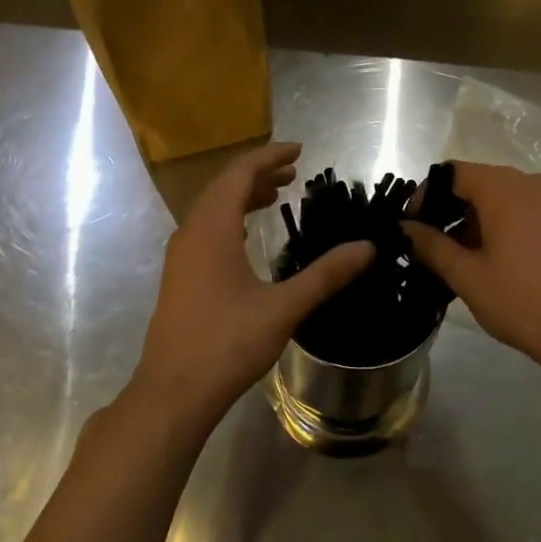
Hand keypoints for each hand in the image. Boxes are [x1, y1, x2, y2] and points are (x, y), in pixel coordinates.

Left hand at [129, 143, 372, 434]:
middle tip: (294, 172)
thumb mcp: (283, 308)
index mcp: (212, 229)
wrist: (173, 392)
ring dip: (242, 197)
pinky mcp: (180, 277)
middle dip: (259, 174)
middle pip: (223, 186)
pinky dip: (230, 220)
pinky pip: (206, 231)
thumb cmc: (227, 344)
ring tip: (276, 195)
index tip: (300, 150)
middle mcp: (191, 233)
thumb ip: (325, 274)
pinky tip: (247, 237)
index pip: (239, 173)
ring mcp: (181, 256)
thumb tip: (367, 247)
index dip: (269, 156)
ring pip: (212, 209)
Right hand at [403, 162, 540, 388]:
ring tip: (456, 261)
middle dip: (449, 210)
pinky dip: (500, 227)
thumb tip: (405, 228)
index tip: (411, 227)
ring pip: (502, 199)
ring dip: (474, 222)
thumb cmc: (524, 302)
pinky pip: (524, 212)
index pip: (452, 173)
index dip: (425, 196)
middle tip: (429, 246)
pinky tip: (490, 262)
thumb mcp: (467, 276)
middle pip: (478, 183)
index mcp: (506, 188)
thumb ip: (431, 245)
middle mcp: (533, 183)